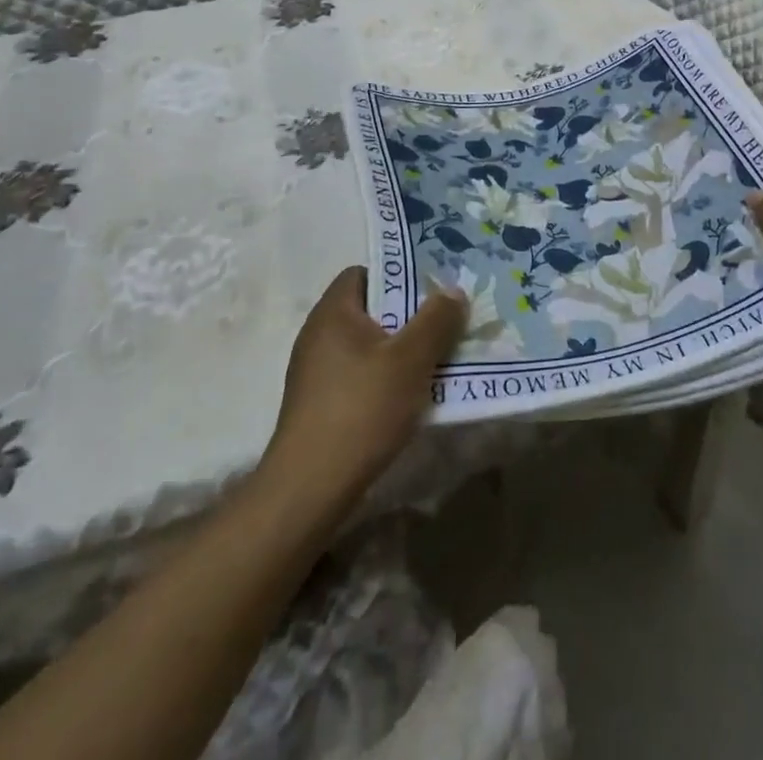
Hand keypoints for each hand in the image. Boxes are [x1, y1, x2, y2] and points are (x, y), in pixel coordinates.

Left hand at [262, 267, 466, 509]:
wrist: (309, 489)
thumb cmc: (361, 409)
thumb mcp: (410, 360)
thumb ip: (436, 320)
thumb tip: (453, 291)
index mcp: (333, 312)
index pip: (365, 272)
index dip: (399, 275)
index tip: (433, 289)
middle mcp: (318, 334)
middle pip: (371, 309)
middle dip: (409, 315)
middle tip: (445, 323)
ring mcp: (315, 372)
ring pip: (368, 345)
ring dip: (401, 350)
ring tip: (436, 360)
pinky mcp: (319, 404)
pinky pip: (360, 374)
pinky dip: (385, 377)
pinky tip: (410, 397)